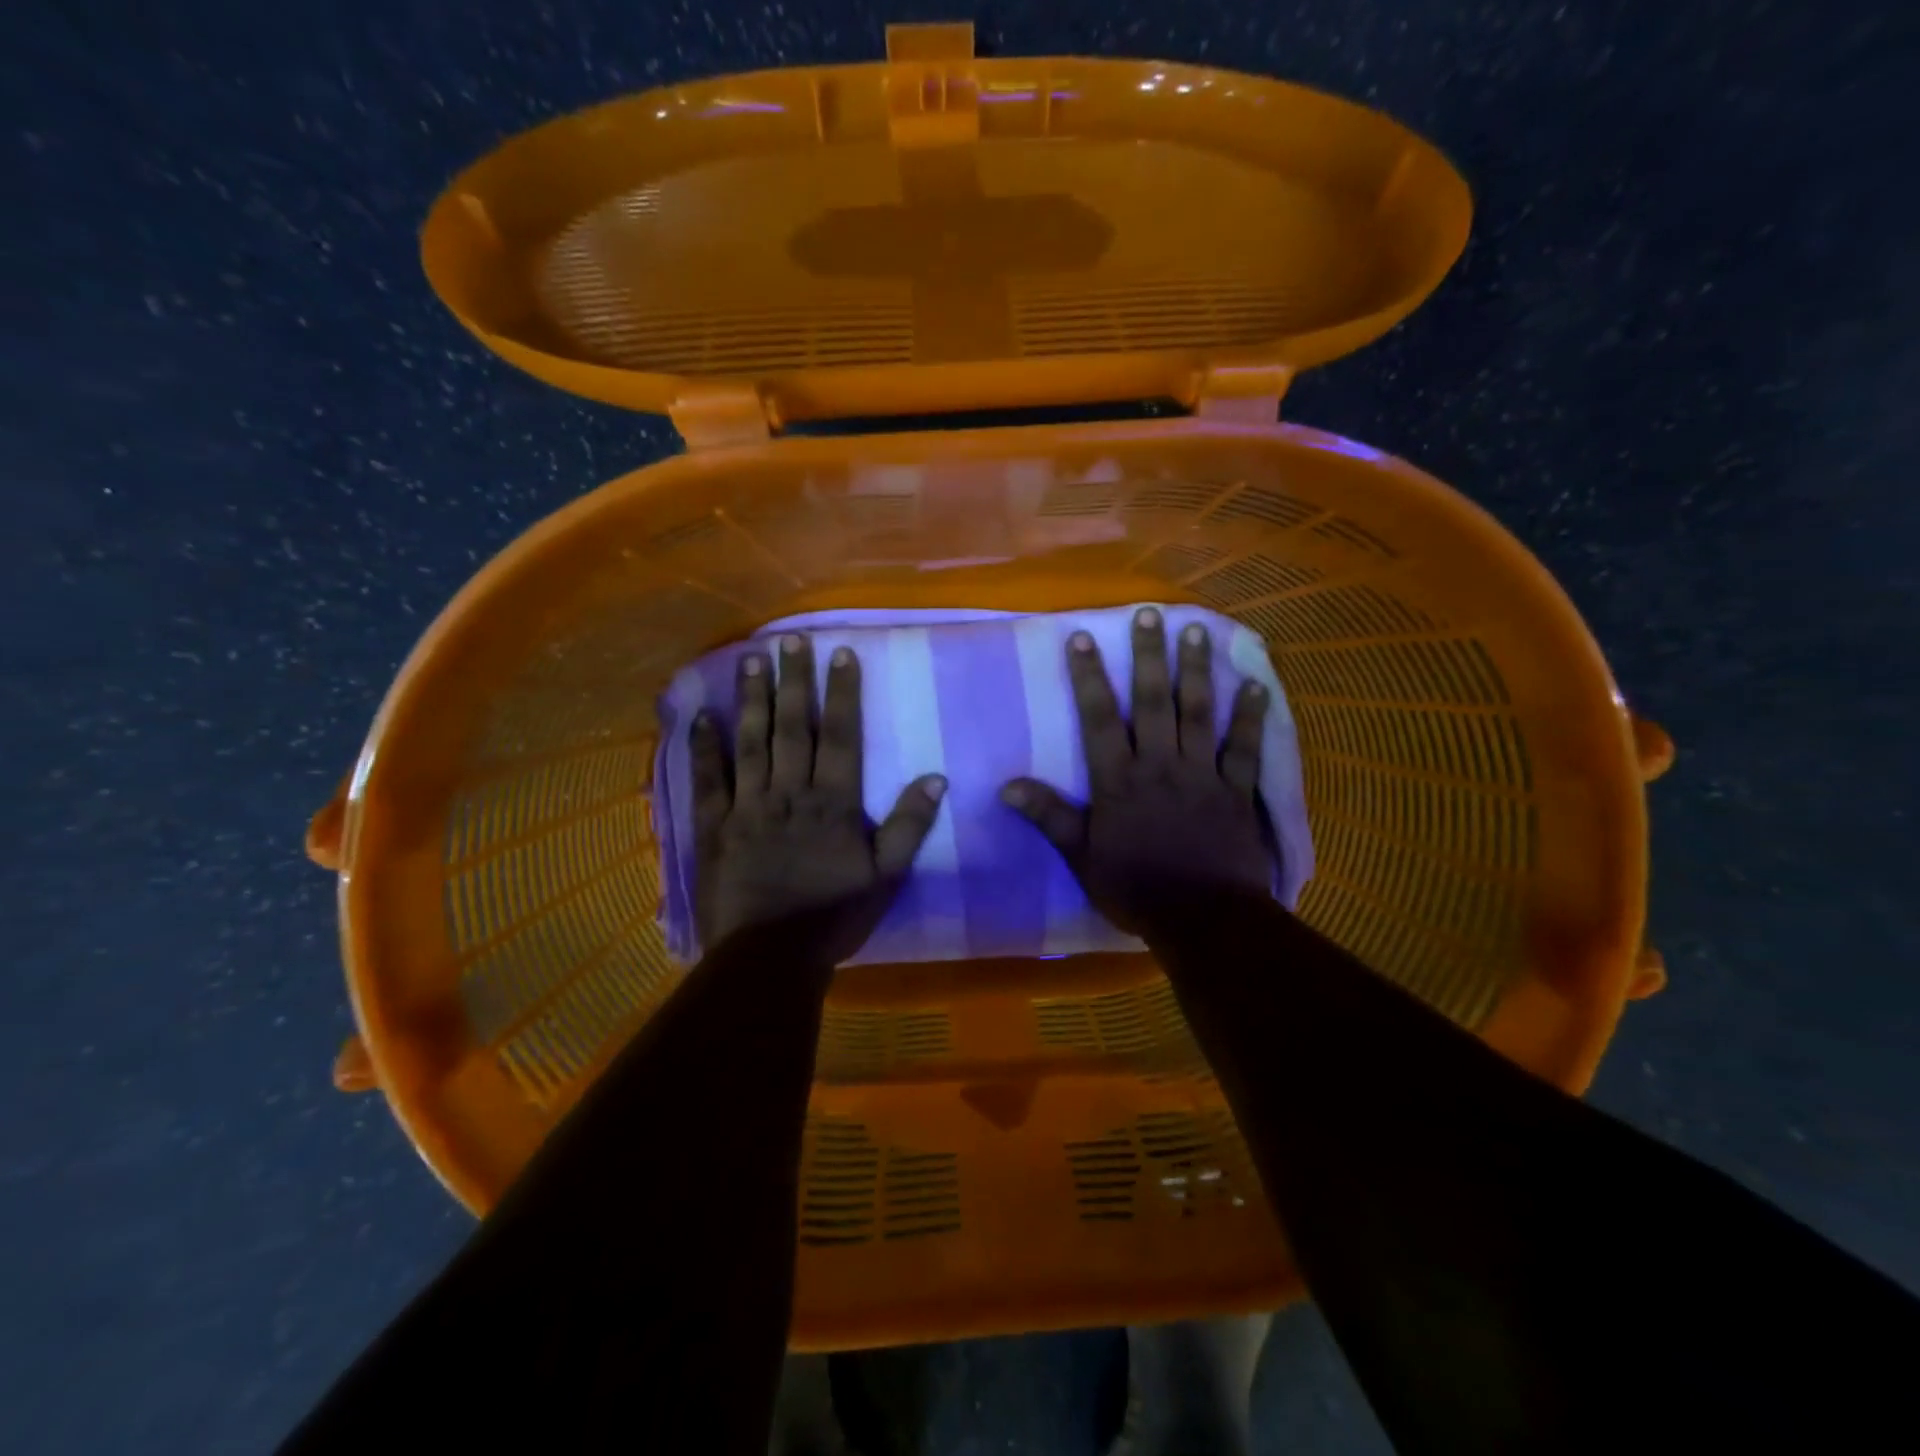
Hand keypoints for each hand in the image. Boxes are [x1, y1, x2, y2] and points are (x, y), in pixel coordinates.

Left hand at [690, 633, 946, 964]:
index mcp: (832, 803)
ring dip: (751, 699)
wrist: (769, 956)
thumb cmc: (833, 916)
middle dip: (793, 680)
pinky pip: (709, 779)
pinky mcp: (715, 825)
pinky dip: (704, 746)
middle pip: (792, 727)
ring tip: (750, 658)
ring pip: (750, 742)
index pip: (840, 736)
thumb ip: (909, 826)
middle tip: (790, 639)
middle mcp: (789, 792)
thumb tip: (936, 778)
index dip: (842, 693)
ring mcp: (747, 806)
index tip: (841, 653)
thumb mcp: (886, 877)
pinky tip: (700, 714)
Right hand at [1000, 607, 1273, 934]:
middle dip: (1148, 656)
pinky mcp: (1236, 790)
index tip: (1082, 639)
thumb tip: (1006, 786)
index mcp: (1119, 780)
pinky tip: (1256, 683)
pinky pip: (1244, 747)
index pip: (1099, 719)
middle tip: (1151, 614)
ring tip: (1197, 631)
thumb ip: (1050, 817)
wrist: (1203, 919)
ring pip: (1198, 713)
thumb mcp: (1082, 856)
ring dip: (1196, 671)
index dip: (1089, 678)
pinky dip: (1251, 716)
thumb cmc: (1136, 888)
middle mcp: (1160, 765)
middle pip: (1152, 702)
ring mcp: (1202, 774)